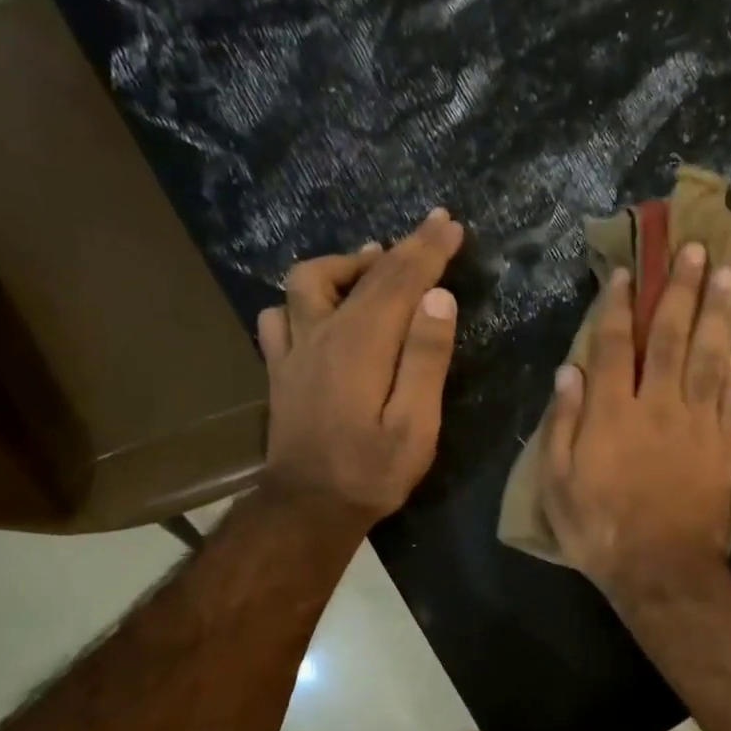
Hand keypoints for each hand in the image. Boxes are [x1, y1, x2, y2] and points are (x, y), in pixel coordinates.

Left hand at [256, 209, 463, 530]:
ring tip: (374, 263)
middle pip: (364, 274)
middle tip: (432, 228)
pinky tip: (320, 309)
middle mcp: (324, 333)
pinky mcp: (280, 369)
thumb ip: (426, 359)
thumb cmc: (371, 471)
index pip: (401, 280)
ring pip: (309, 281)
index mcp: (364, 344)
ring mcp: (295, 349)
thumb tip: (438, 299)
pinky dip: (303, 300)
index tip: (450, 224)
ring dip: (345, 265)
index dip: (428, 249)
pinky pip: (280, 315)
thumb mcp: (416, 425)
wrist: (308, 507)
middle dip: (402, 247)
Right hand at [540, 242, 730, 602]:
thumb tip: (569, 371)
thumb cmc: (600, 530)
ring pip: (709, 354)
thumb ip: (563, 424)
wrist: (663, 570)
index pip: (613, 345)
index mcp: (612, 413)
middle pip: (669, 336)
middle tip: (693, 249)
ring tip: (728, 273)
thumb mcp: (558, 485)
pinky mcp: (727, 445)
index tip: (628, 272)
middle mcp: (658, 405)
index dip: (618, 305)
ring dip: (718, 311)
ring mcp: (699, 423)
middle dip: (679, 289)